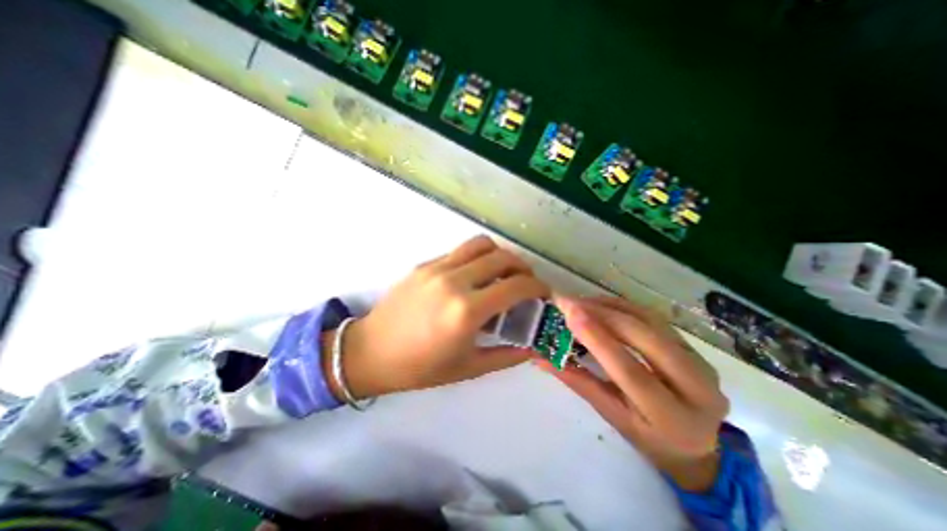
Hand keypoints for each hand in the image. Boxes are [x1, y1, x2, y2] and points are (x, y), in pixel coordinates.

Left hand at [327, 234, 551, 400]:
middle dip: (523, 267)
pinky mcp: (425, 264)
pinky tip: (474, 276)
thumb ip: (507, 356)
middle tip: (526, 282)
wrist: (370, 352)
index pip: (516, 285)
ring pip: (480, 244)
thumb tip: (533, 346)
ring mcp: (437, 268)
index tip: (543, 293)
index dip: (537, 286)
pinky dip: (477, 258)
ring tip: (503, 272)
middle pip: (502, 257)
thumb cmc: (419, 367)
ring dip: (500, 255)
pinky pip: (460, 251)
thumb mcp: (468, 368)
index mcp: (466, 311)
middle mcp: (454, 281)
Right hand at [539, 296, 727, 491]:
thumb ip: (578, 382)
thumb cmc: (648, 437)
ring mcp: (701, 362)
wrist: (696, 444)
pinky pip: (654, 318)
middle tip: (569, 303)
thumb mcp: (612, 415)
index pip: (631, 371)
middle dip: (603, 315)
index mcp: (672, 418)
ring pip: (651, 321)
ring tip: (581, 302)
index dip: (598, 339)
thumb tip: (541, 357)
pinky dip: (624, 307)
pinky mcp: (694, 347)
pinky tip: (601, 305)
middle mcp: (697, 387)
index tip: (570, 314)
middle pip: (645, 338)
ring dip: (611, 307)